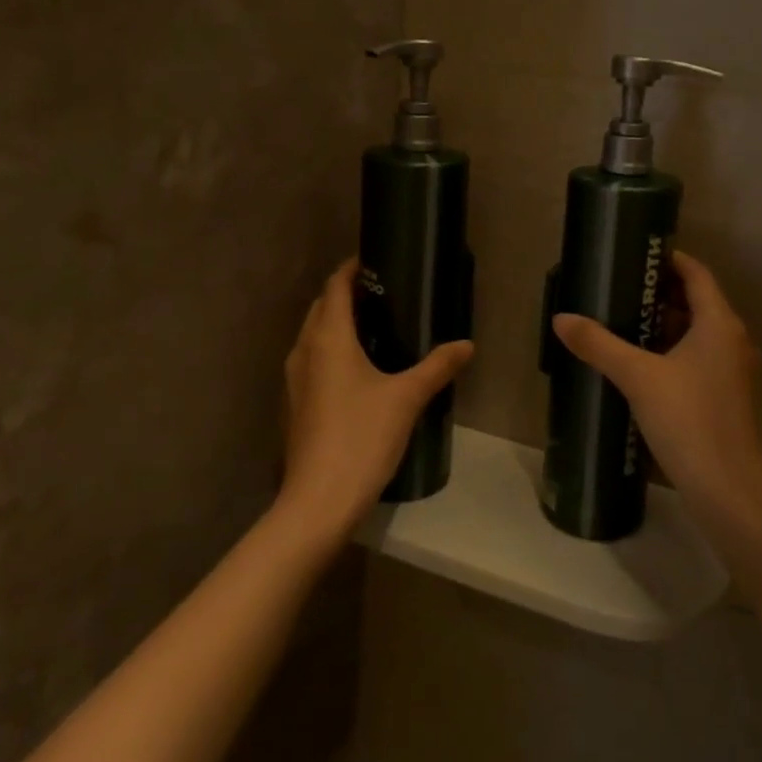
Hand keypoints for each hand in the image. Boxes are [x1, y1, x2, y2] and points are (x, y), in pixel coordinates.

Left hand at [278, 259, 474, 539]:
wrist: (318, 500)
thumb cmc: (362, 437)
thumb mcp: (406, 398)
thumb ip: (437, 367)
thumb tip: (466, 344)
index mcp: (328, 339)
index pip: (335, 287)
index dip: (352, 269)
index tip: (377, 261)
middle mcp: (304, 350)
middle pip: (321, 308)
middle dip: (345, 294)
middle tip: (383, 293)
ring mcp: (295, 379)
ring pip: (313, 335)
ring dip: (336, 323)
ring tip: (374, 326)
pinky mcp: (295, 404)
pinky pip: (312, 360)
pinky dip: (331, 350)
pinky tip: (358, 369)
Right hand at [551, 251, 761, 519]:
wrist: (727, 489)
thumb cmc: (688, 420)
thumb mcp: (637, 377)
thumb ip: (599, 344)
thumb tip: (561, 318)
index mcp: (719, 324)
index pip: (697, 274)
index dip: (670, 260)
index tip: (637, 256)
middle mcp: (731, 341)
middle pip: (697, 302)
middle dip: (659, 293)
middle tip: (619, 288)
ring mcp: (731, 371)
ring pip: (697, 332)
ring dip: (664, 323)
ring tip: (622, 320)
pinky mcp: (724, 396)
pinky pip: (697, 357)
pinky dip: (671, 350)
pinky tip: (639, 363)